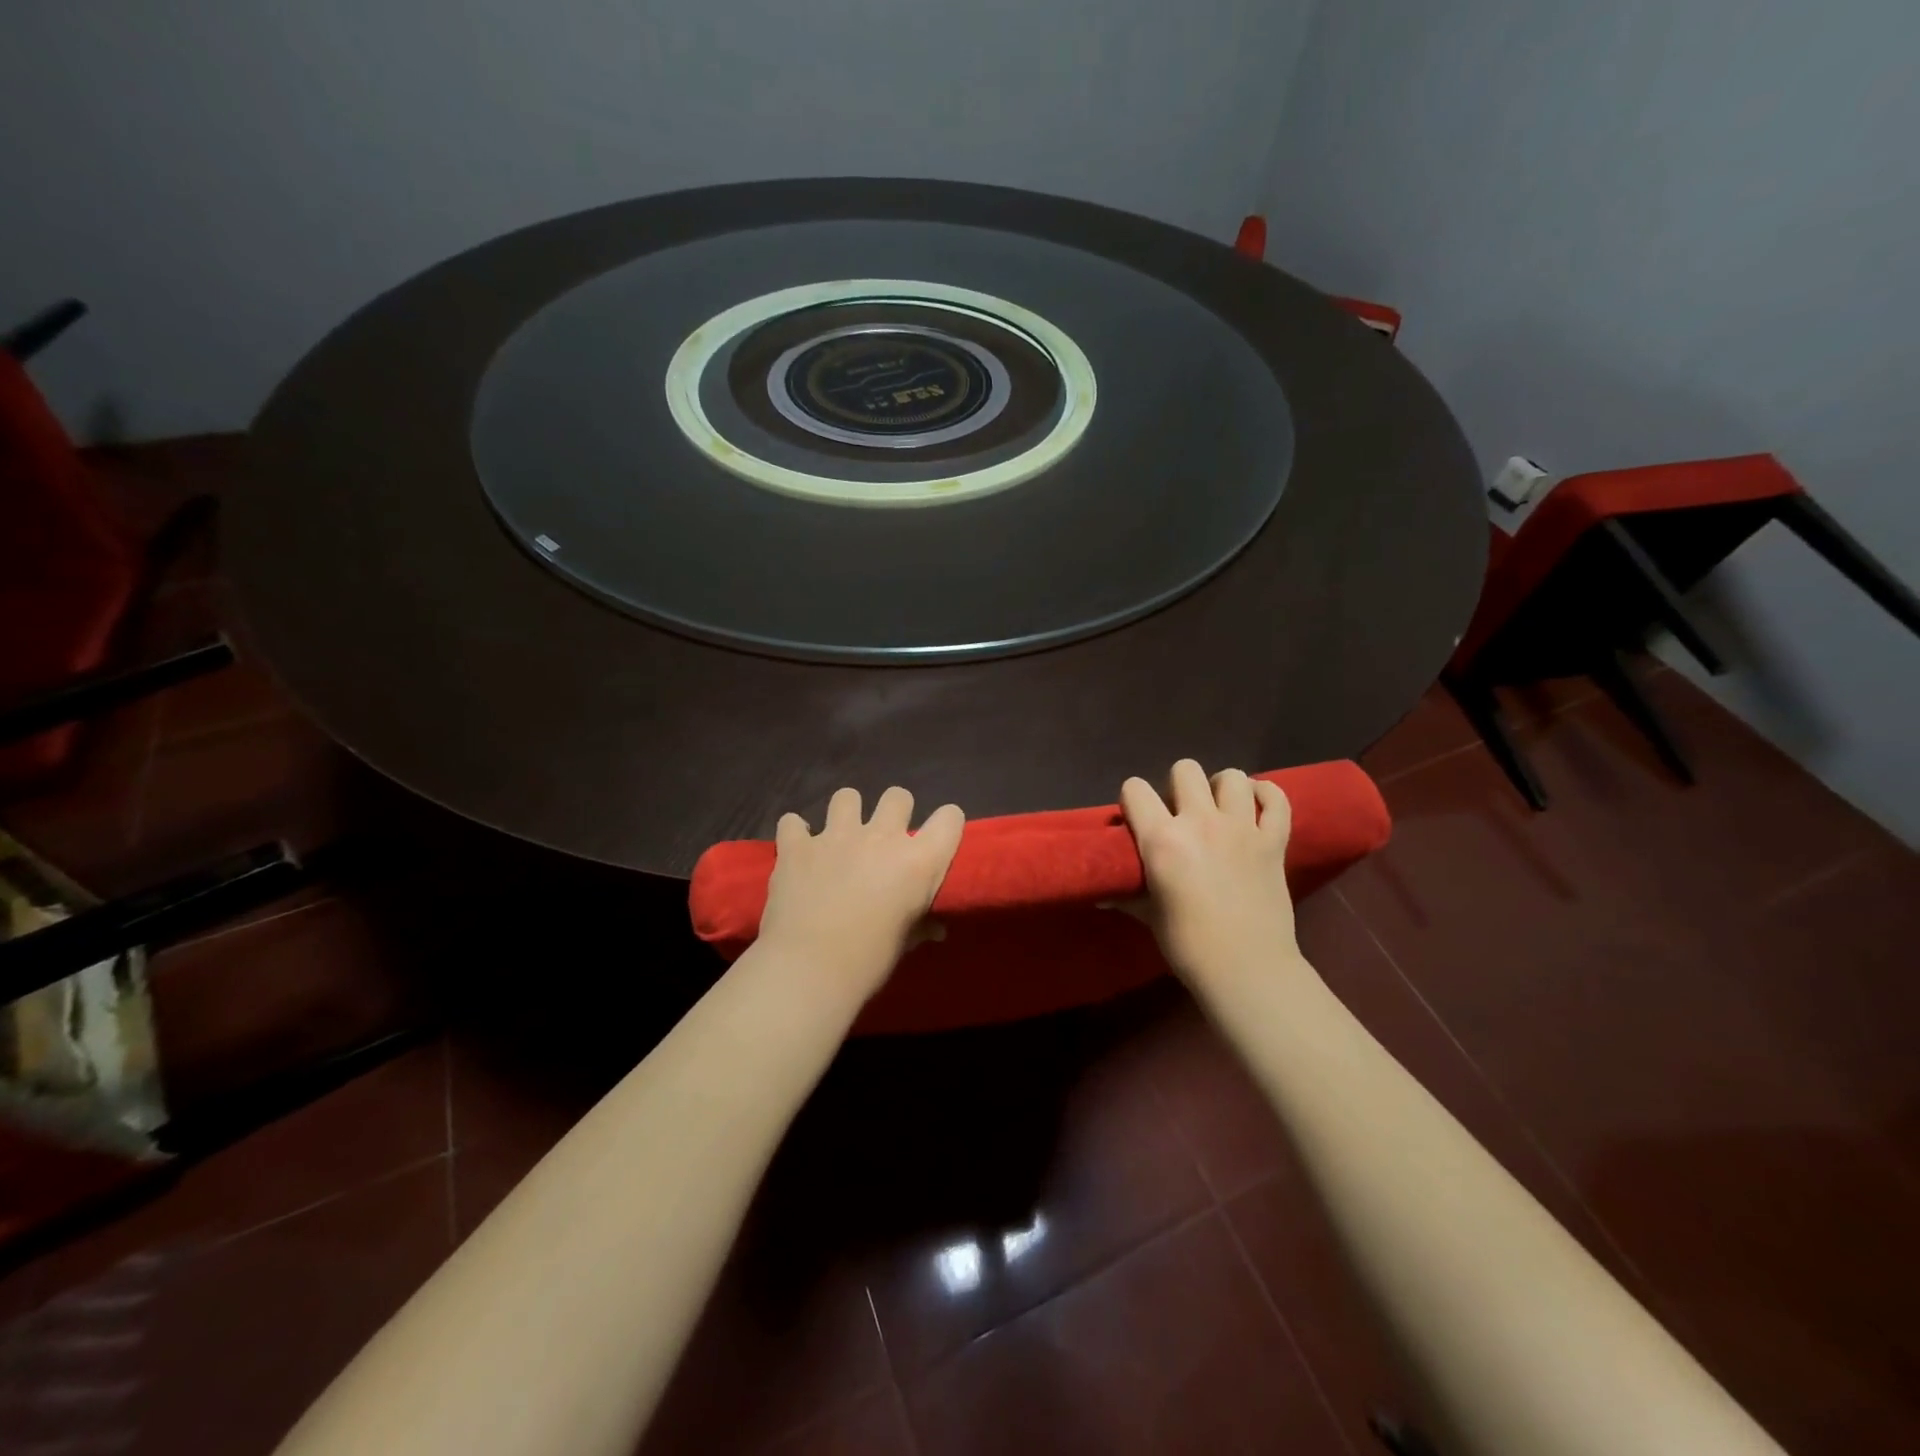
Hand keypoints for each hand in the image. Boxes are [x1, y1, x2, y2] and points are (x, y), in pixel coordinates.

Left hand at [757, 786, 964, 1004]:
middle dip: (895, 811)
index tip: (938, 839)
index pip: (950, 818)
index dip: (947, 824)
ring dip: (846, 813)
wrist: (812, 967)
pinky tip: (798, 849)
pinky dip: (796, 833)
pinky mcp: (798, 846)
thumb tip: (935, 929)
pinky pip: (792, 822)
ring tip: (841, 836)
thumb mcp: (906, 943)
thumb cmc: (871, 959)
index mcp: (919, 860)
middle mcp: (882, 837)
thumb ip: (921, 925)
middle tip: (885, 838)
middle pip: (898, 796)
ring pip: (847, 796)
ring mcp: (837, 836)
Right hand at [1119, 760, 1301, 988]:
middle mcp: (1200, 822)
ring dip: (1222, 788)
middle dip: (1177, 786)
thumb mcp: (1148, 915)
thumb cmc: (1188, 945)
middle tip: (1180, 814)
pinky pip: (1277, 800)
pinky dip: (1267, 796)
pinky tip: (1256, 806)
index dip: (1133, 800)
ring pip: (1233, 777)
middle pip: (1185, 769)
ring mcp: (1242, 828)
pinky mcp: (1274, 841)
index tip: (1137, 818)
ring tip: (1218, 809)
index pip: (1135, 789)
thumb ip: (1125, 894)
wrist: (1247, 969)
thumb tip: (1099, 894)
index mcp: (1162, 839)